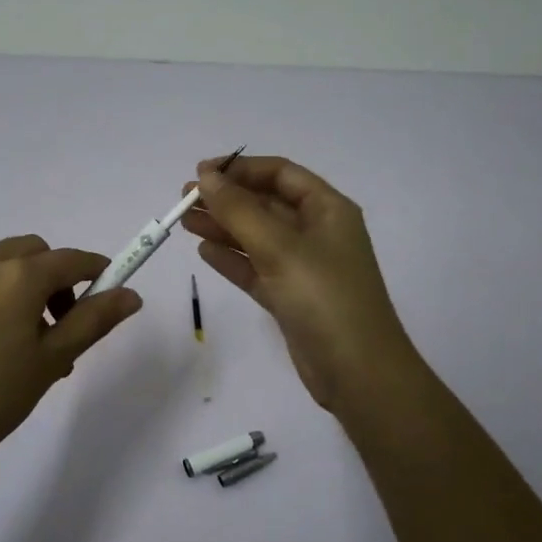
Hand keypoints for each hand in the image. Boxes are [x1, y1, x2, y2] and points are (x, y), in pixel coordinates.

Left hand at [0, 236, 141, 471]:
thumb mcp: (52, 359)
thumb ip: (94, 320)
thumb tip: (131, 295)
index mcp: (18, 275)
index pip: (72, 259)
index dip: (98, 272)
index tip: (110, 295)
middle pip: (37, 254)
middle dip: (59, 279)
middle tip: (64, 326)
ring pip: (8, 264)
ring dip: (30, 286)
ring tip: (33, 341)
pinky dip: (3, 293)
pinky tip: (1, 341)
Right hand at [181, 155, 416, 413]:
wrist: (357, 372)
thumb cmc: (323, 297)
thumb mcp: (280, 247)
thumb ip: (239, 210)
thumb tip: (206, 176)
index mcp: (328, 209)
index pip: (281, 174)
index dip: (241, 169)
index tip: (201, 173)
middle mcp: (317, 232)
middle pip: (266, 204)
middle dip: (226, 199)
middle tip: (184, 199)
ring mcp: (304, 267)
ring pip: (257, 237)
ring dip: (223, 227)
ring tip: (184, 222)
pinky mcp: (291, 297)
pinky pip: (257, 269)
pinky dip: (232, 259)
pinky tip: (205, 252)